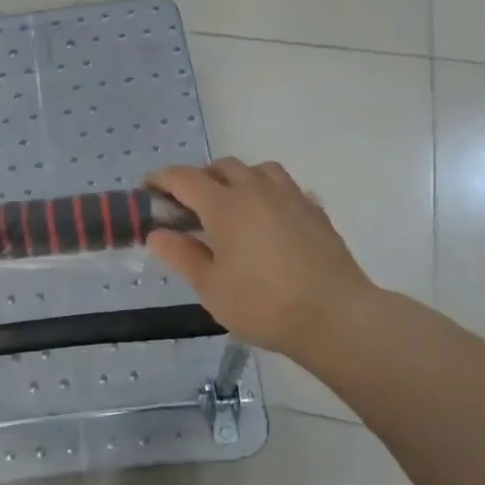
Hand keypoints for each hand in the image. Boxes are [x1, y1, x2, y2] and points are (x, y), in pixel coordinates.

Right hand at [144, 158, 376, 358]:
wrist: (337, 317)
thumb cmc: (264, 305)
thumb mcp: (211, 287)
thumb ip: (181, 255)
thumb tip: (157, 233)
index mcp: (226, 205)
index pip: (184, 178)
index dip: (161, 179)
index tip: (147, 189)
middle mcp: (257, 190)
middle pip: (222, 167)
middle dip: (199, 178)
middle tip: (187, 206)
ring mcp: (291, 198)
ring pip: (258, 170)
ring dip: (237, 178)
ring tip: (231, 205)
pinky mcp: (316, 212)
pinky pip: (286, 187)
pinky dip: (268, 193)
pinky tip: (268, 218)